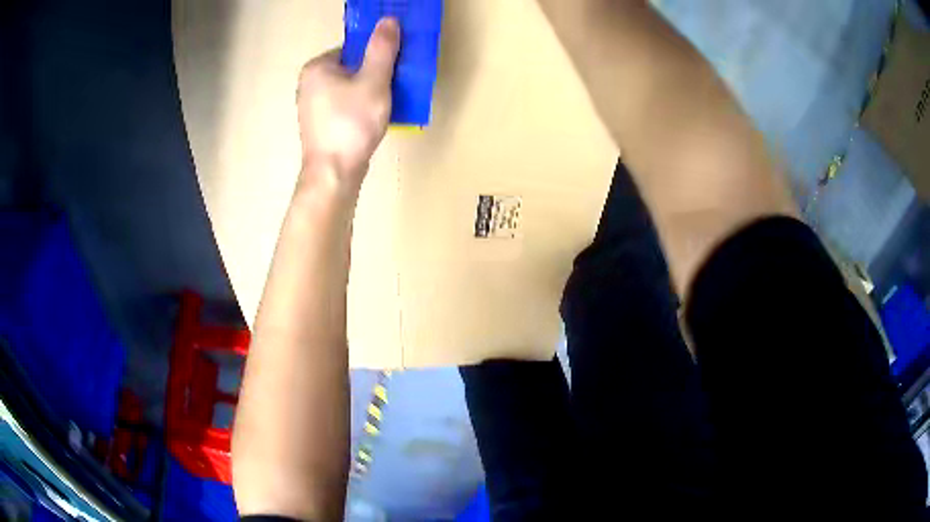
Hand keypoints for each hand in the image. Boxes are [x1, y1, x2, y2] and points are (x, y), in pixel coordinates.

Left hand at [297, 18, 400, 191]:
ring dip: (369, 93)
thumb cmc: (351, 123)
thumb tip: (389, 20)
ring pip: (349, 88)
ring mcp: (311, 106)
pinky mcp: (318, 125)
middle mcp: (309, 83)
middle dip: (374, 75)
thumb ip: (382, 49)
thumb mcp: (374, 80)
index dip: (376, 56)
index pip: (353, 49)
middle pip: (351, 68)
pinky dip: (359, 108)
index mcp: (317, 67)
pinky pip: (344, 106)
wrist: (334, 173)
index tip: (393, 70)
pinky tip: (371, 121)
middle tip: (392, 89)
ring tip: (384, 106)